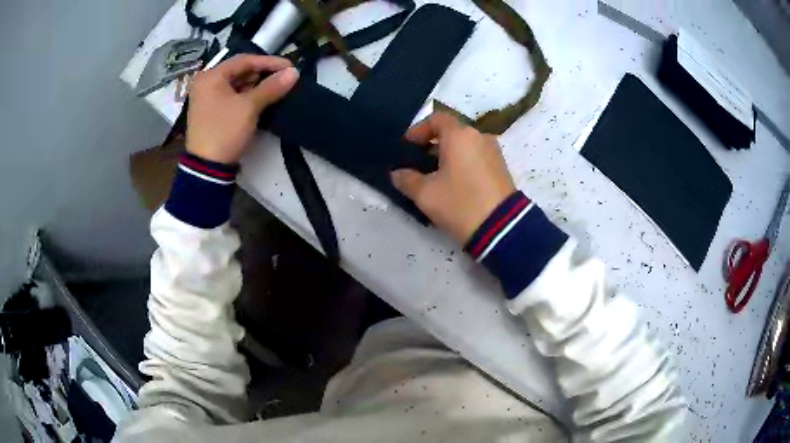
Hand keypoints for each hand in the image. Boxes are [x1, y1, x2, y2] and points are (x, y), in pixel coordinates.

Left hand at [186, 55, 298, 164]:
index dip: (269, 62)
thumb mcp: (249, 107)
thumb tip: (294, 72)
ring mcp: (207, 98)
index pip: (244, 60)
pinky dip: (247, 95)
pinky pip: (232, 96)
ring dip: (257, 85)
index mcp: (211, 76)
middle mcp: (206, 83)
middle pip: (239, 70)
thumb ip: (271, 87)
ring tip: (277, 87)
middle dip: (263, 73)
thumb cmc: (225, 131)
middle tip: (284, 77)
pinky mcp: (211, 111)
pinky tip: (262, 98)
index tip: (290, 67)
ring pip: (236, 84)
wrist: (207, 169)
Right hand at [391, 112, 515, 244]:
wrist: (502, 228)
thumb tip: (397, 173)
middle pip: (452, 132)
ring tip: (436, 176)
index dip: (419, 129)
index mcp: (460, 135)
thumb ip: (406, 180)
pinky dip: (463, 163)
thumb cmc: (460, 203)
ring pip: (465, 145)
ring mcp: (494, 152)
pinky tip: (455, 184)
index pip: (436, 118)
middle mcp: (479, 137)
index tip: (408, 146)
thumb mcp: (425, 194)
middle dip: (433, 144)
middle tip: (419, 163)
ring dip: (449, 155)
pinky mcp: (502, 168)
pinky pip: (477, 157)